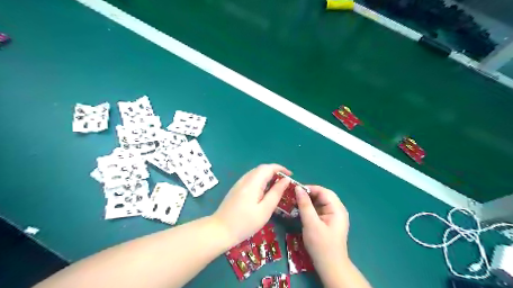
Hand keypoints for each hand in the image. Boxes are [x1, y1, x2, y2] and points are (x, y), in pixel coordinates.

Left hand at [213, 165, 291, 245]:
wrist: (219, 230)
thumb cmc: (245, 223)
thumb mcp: (265, 210)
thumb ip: (276, 193)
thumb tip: (285, 180)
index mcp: (252, 183)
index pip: (268, 168)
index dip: (280, 168)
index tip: (290, 175)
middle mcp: (245, 179)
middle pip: (262, 169)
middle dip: (275, 171)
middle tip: (285, 182)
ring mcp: (239, 183)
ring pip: (256, 173)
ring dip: (268, 176)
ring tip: (277, 186)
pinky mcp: (236, 189)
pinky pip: (251, 179)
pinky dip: (261, 180)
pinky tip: (264, 191)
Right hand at [295, 186, 350, 274]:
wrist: (330, 267)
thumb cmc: (321, 245)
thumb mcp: (311, 224)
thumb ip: (305, 205)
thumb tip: (298, 188)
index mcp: (337, 209)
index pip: (323, 191)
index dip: (309, 188)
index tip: (295, 190)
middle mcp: (337, 209)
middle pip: (322, 196)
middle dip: (308, 194)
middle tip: (293, 196)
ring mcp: (334, 216)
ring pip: (320, 202)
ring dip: (308, 201)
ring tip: (295, 202)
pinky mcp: (329, 221)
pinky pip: (319, 209)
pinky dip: (310, 208)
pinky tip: (301, 211)